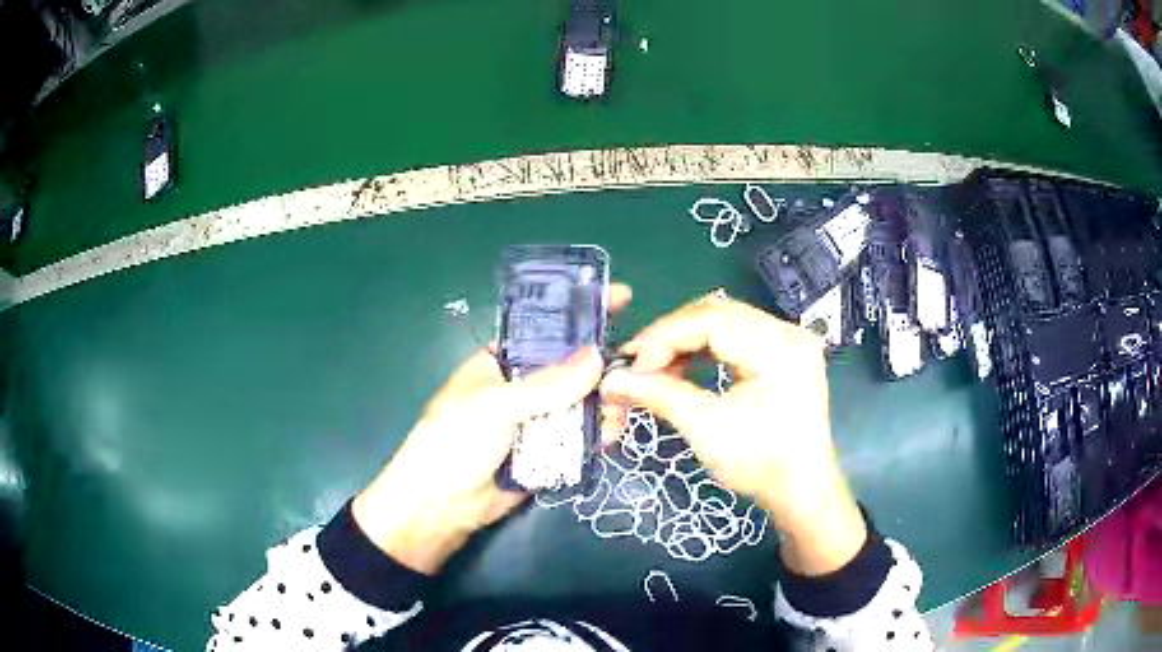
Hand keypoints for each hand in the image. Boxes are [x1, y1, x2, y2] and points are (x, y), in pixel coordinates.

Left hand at [353, 284, 631, 573]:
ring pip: (582, 403)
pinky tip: (611, 433)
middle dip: (602, 366)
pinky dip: (598, 434)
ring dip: (605, 403)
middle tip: (636, 366)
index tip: (621, 297)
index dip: (580, 313)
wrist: (442, 507)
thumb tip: (597, 358)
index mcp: (502, 361)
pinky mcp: (549, 452)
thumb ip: (546, 385)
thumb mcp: (495, 405)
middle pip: (572, 368)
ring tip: (620, 409)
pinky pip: (581, 437)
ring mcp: (538, 420)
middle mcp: (523, 386)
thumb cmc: (454, 442)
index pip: (547, 328)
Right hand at [600, 292, 866, 575]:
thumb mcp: (707, 428)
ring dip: (686, 341)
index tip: (630, 365)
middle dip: (671, 336)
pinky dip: (705, 349)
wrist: (802, 491)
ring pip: (724, 321)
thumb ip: (659, 394)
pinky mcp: (784, 354)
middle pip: (716, 312)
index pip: (710, 319)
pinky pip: (736, 337)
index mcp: (777, 346)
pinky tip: (685, 368)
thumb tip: (612, 379)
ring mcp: (788, 340)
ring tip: (657, 368)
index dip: (663, 337)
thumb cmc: (760, 464)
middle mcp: (787, 331)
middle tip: (638, 363)